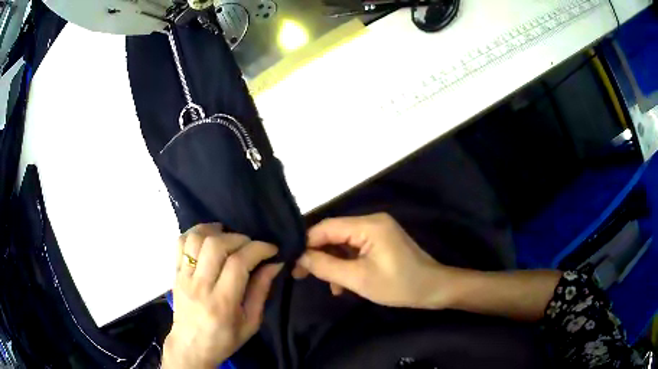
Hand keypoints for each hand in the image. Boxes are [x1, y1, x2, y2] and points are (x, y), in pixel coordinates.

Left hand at [162, 223, 282, 368]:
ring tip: (229, 237)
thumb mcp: (251, 323)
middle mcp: (199, 286)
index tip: (271, 249)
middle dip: (239, 238)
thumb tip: (274, 263)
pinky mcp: (175, 273)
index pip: (238, 263)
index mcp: (222, 303)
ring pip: (196, 239)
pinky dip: (195, 232)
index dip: (258, 249)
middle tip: (251, 245)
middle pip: (216, 245)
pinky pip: (180, 242)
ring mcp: (184, 277)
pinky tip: (208, 236)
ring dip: (216, 231)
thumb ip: (261, 291)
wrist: (191, 347)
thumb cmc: (224, 339)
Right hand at [293, 213, 455, 308]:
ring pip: (343, 243)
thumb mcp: (358, 279)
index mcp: (368, 225)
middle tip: (301, 275)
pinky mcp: (380, 241)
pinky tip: (341, 284)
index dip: (306, 243)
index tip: (291, 261)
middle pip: (333, 234)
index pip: (326, 227)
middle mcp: (371, 221)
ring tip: (326, 285)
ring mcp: (377, 231)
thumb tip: (299, 257)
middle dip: (317, 254)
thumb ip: (326, 266)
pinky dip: (345, 264)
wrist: (433, 289)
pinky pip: (355, 249)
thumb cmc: (399, 285)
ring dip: (332, 263)